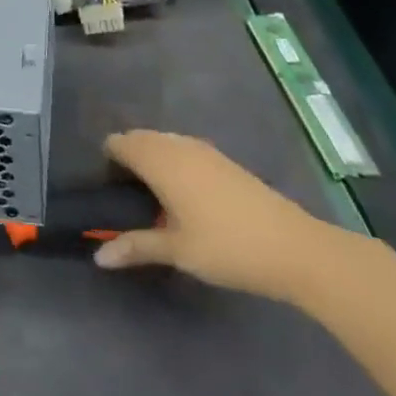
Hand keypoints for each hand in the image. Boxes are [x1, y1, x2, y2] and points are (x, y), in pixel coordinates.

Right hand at [95, 131, 336, 302]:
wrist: (297, 248)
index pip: (119, 143)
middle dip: (127, 158)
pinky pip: (183, 149)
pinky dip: (173, 161)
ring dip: (151, 158)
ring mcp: (204, 150)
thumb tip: (98, 258)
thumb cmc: (228, 247)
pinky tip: (183, 196)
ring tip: (152, 197)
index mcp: (160, 161)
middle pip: (140, 138)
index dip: (107, 160)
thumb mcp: (178, 251)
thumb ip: (136, 247)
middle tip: (125, 196)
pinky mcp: (224, 161)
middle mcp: (178, 146)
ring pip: (163, 142)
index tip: (106, 188)